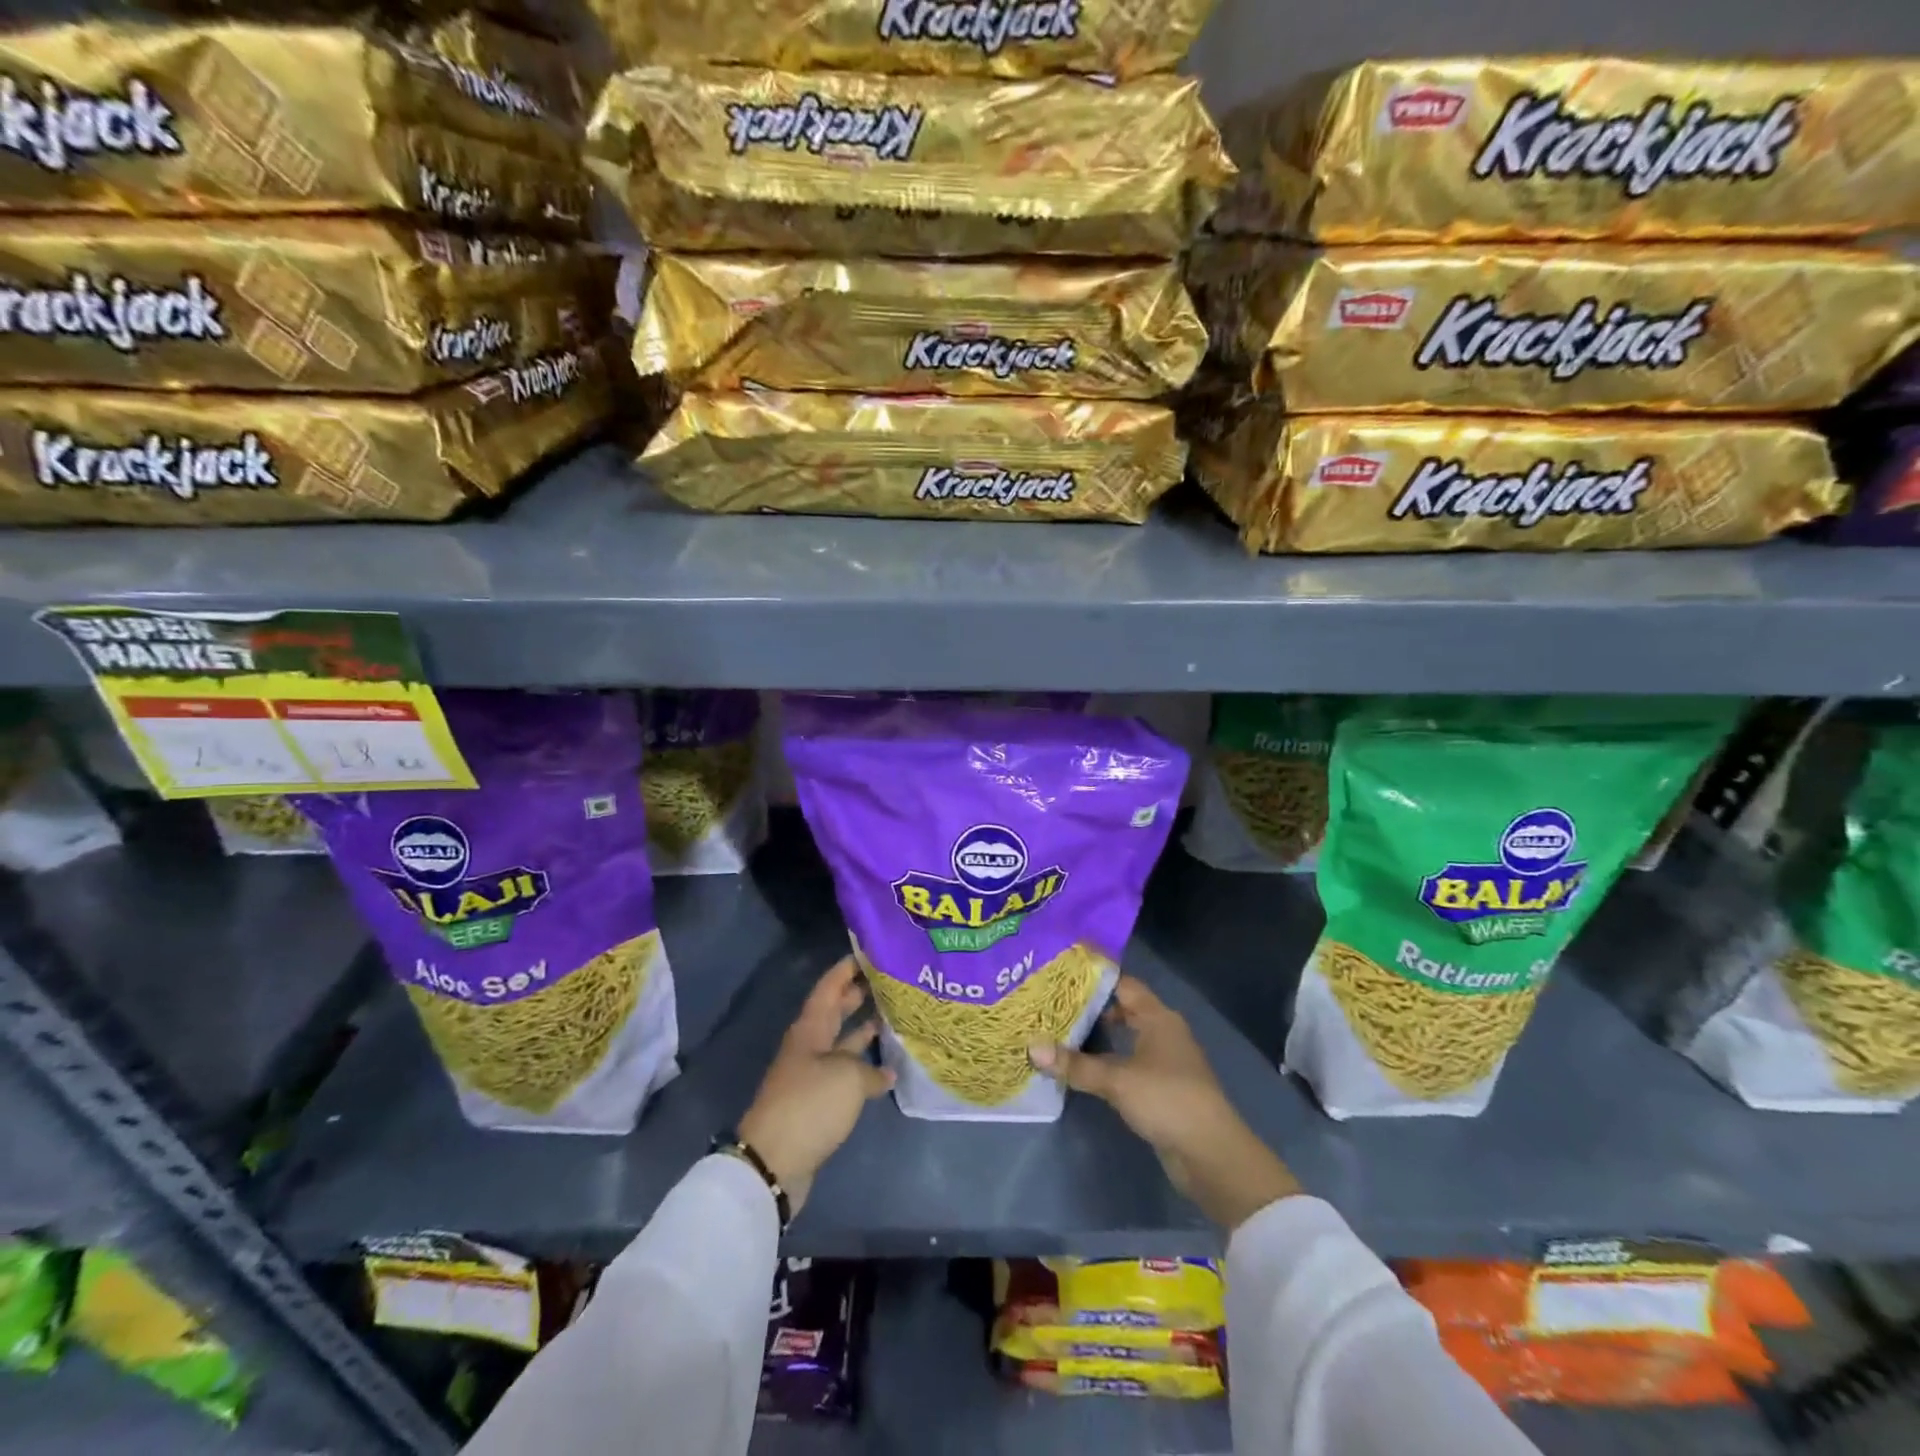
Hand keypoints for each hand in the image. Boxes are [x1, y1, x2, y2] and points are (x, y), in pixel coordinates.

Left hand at [737, 956, 893, 1215]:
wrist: (775, 1161)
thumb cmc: (810, 1104)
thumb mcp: (847, 1078)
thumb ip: (870, 1070)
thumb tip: (885, 1072)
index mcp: (811, 1028)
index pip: (829, 986)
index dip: (847, 968)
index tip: (871, 952)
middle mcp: (810, 1045)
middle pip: (835, 1011)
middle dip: (858, 994)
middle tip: (888, 980)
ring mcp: (812, 1074)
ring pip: (841, 1042)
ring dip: (863, 1030)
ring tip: (893, 1017)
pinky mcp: (817, 1101)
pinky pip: (844, 1072)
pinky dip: (863, 1067)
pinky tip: (887, 1068)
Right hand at [1029, 976, 1299, 1230]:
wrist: (1212, 1154)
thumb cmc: (1167, 1100)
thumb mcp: (1117, 1080)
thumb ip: (1076, 1065)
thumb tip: (1032, 1047)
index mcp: (1158, 1017)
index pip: (1123, 984)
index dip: (1095, 976)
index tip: (1062, 971)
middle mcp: (1163, 1032)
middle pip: (1123, 1009)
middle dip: (1091, 1006)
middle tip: (1052, 1003)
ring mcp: (1165, 1061)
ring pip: (1125, 1038)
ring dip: (1098, 1036)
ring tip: (1060, 1032)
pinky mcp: (1162, 1088)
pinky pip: (1128, 1062)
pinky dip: (1107, 1061)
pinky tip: (1083, 1068)